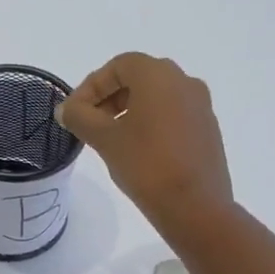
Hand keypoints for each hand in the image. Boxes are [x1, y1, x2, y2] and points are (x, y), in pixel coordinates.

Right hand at [57, 52, 233, 237]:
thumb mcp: (105, 139)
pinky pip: (173, 116)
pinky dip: (150, 124)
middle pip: (138, 78)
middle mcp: (184, 81)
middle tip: (89, 125)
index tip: (74, 113)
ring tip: (110, 140)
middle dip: (109, 98)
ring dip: (129, 111)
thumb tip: (66, 109)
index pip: (118, 67)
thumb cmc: (146, 165)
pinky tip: (137, 151)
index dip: (91, 87)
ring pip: (157, 98)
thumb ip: (80, 117)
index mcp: (159, 75)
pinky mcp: (208, 130)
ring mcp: (200, 106)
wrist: (196, 207)